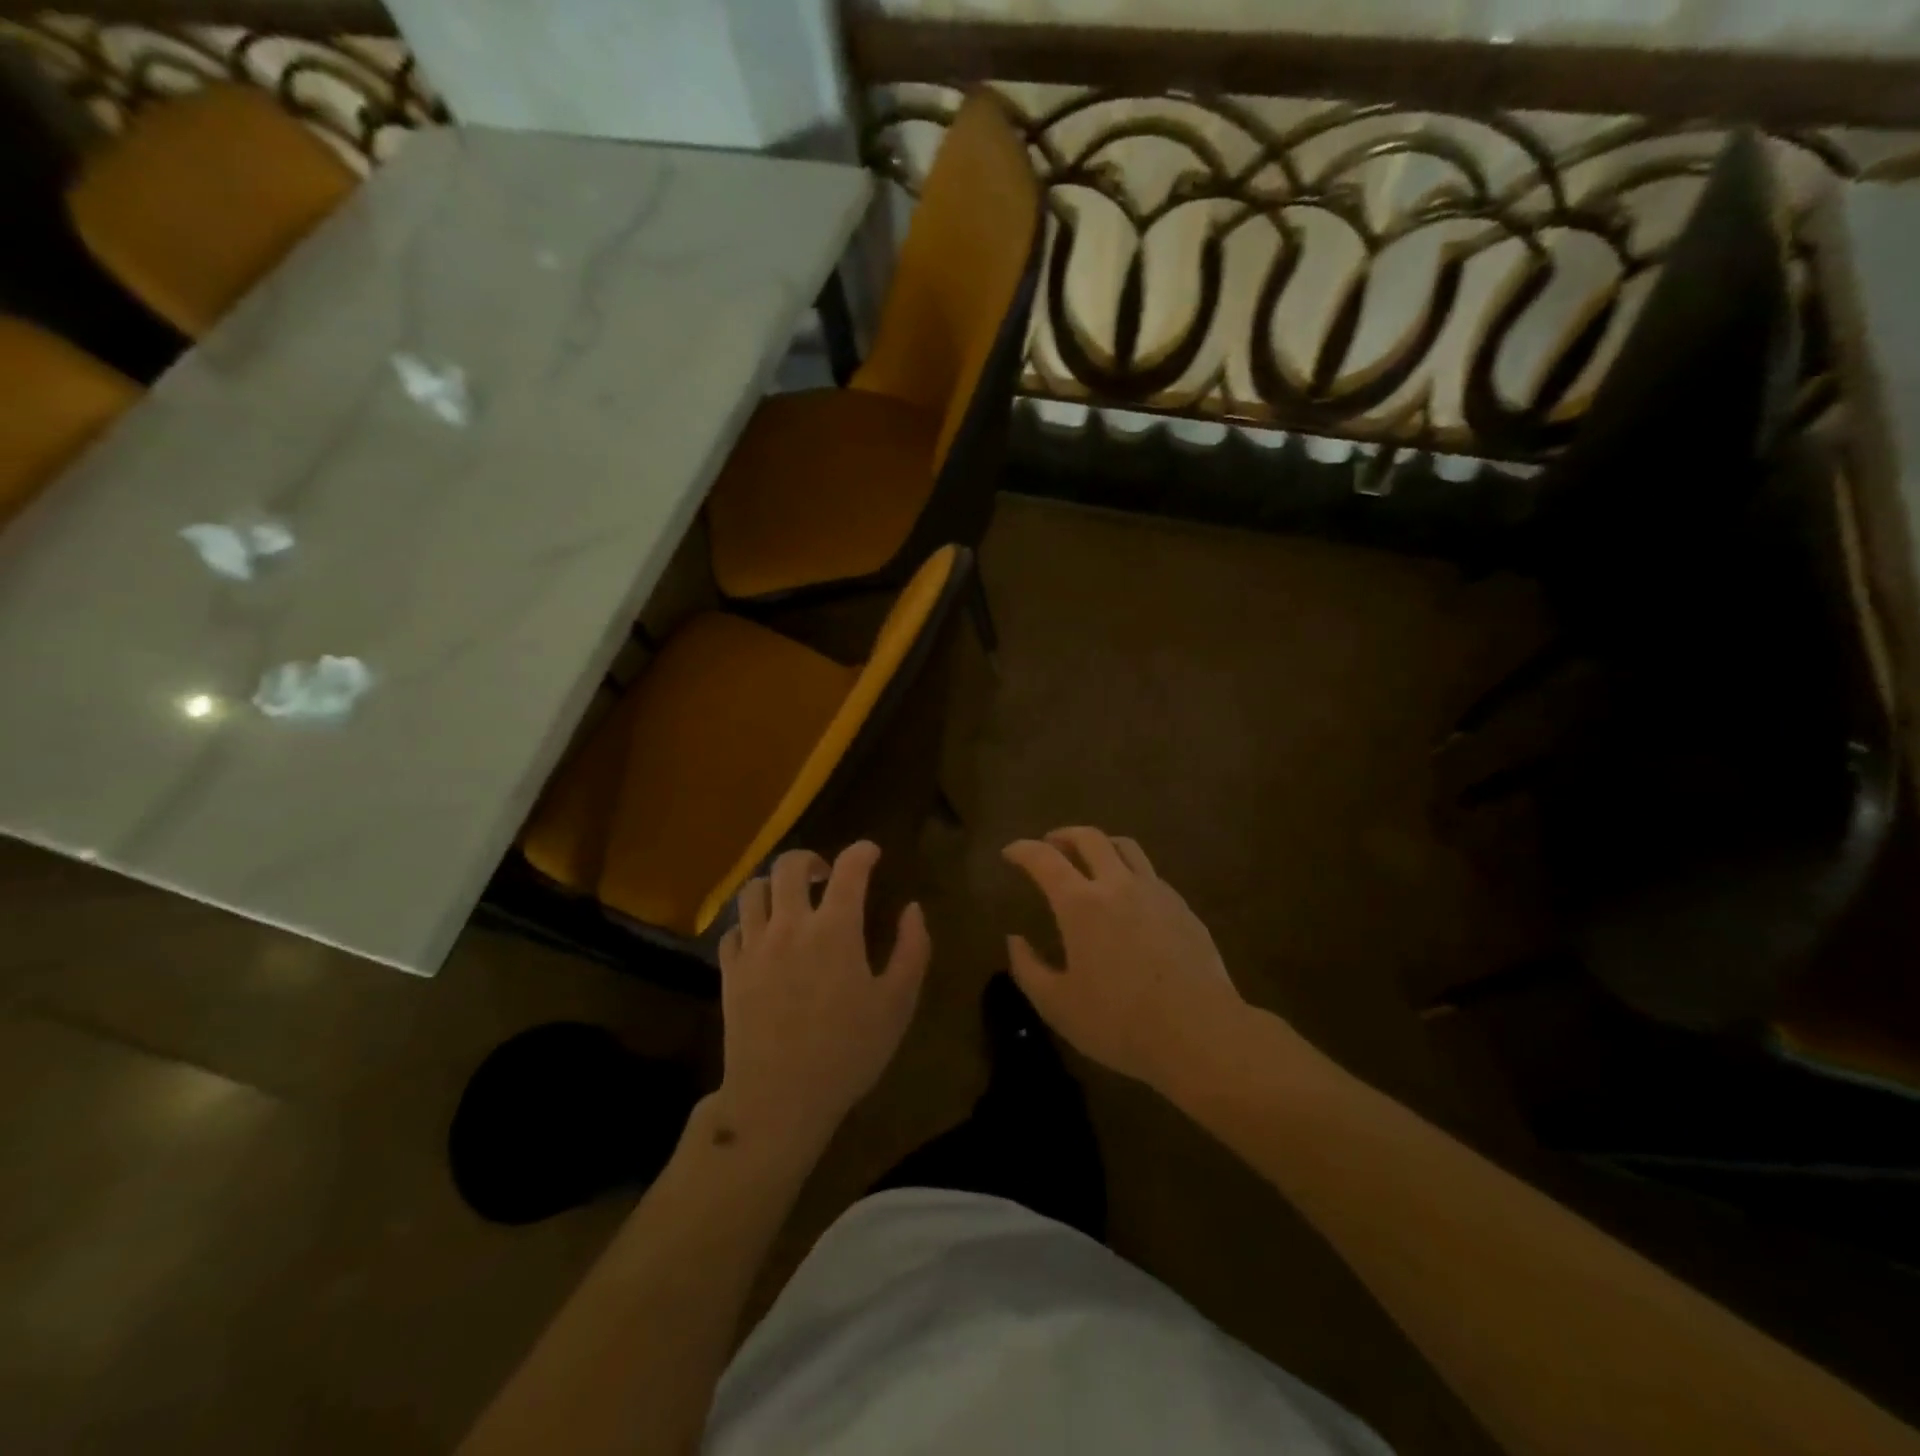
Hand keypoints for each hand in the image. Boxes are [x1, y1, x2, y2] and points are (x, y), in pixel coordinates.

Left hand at [715, 841, 929, 1150]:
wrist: (779, 1100)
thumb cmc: (848, 1052)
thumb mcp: (898, 1004)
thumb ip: (912, 949)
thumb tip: (912, 909)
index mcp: (835, 929)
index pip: (849, 868)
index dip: (862, 852)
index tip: (871, 854)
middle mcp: (790, 925)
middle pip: (790, 865)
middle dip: (811, 859)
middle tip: (825, 875)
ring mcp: (754, 947)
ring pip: (754, 890)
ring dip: (775, 885)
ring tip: (790, 901)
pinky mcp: (729, 971)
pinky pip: (733, 929)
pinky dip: (750, 923)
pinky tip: (763, 938)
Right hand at [1003, 827, 1245, 1091]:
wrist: (1199, 1033)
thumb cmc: (1119, 1022)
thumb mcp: (1057, 1005)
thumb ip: (1028, 968)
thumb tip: (1014, 939)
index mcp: (1080, 904)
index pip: (1044, 859)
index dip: (1023, 850)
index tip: (1010, 852)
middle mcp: (1117, 885)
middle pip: (1089, 838)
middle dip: (1063, 835)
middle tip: (1050, 844)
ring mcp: (1155, 892)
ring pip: (1125, 846)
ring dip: (1100, 844)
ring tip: (1090, 859)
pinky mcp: (1182, 907)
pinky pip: (1149, 872)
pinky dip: (1128, 870)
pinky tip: (1128, 895)